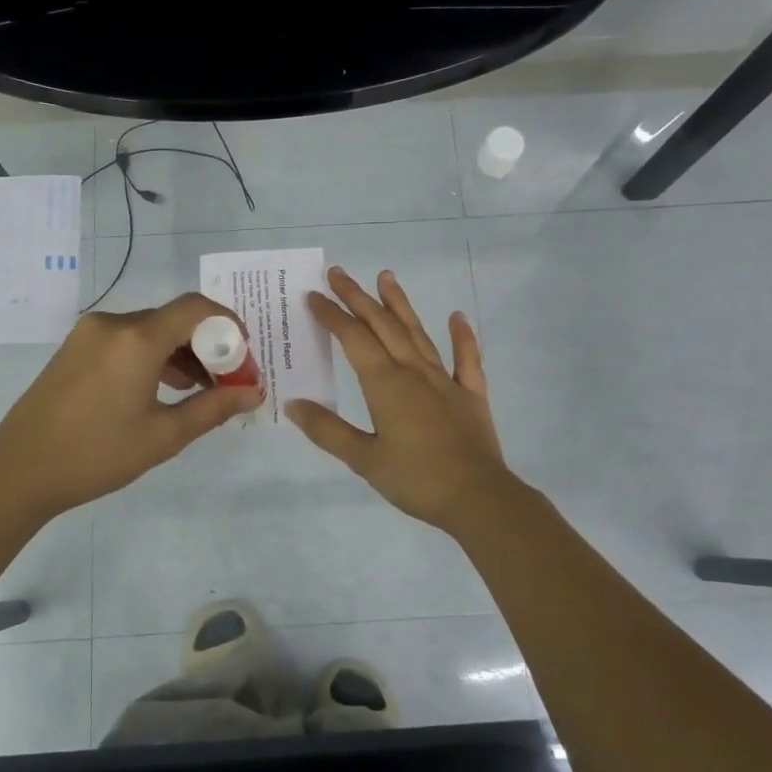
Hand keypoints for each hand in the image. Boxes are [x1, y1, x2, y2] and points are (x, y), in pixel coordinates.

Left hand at [0, 293, 262, 520]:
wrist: (18, 471)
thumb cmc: (97, 454)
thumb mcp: (163, 435)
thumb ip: (213, 408)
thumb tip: (253, 393)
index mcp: (136, 338)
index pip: (195, 308)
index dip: (227, 324)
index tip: (244, 355)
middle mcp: (112, 324)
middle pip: (173, 319)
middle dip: (206, 345)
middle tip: (227, 381)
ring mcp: (88, 334)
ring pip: (149, 330)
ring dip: (179, 352)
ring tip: (198, 390)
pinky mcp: (74, 348)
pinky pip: (125, 340)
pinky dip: (151, 356)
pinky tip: (161, 389)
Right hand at [287, 267, 521, 531]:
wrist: (478, 499)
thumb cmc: (416, 480)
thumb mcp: (363, 459)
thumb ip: (328, 430)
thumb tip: (293, 404)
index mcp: (385, 384)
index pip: (353, 339)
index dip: (331, 315)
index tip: (313, 296)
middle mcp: (414, 372)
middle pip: (382, 325)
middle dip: (357, 298)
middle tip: (338, 273)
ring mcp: (445, 380)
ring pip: (418, 333)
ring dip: (400, 304)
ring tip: (386, 277)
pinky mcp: (471, 394)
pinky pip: (466, 359)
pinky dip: (462, 336)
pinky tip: (457, 317)